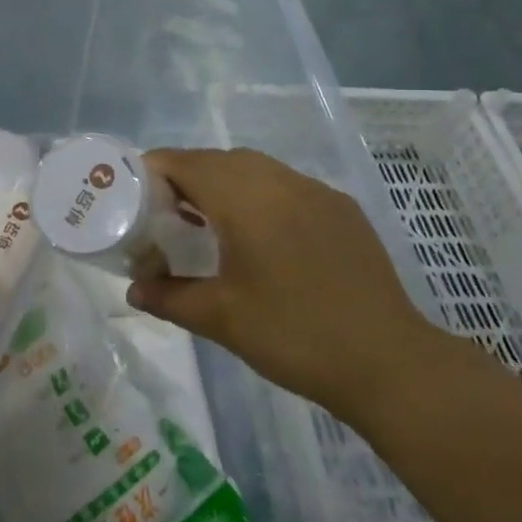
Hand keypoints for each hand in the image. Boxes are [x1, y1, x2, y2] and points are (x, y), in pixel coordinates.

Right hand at [130, 149, 432, 408]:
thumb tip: (133, 290)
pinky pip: (287, 185)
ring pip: (256, 168)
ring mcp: (317, 192)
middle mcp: (281, 182)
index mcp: (247, 200)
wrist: (388, 362)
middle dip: (186, 175)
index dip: (154, 169)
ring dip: (224, 182)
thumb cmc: (295, 336)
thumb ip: (170, 297)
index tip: (132, 192)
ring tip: (205, 220)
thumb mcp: (222, 320)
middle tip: (163, 211)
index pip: (187, 162)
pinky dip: (260, 194)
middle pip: (220, 160)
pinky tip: (259, 234)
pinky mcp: (341, 208)